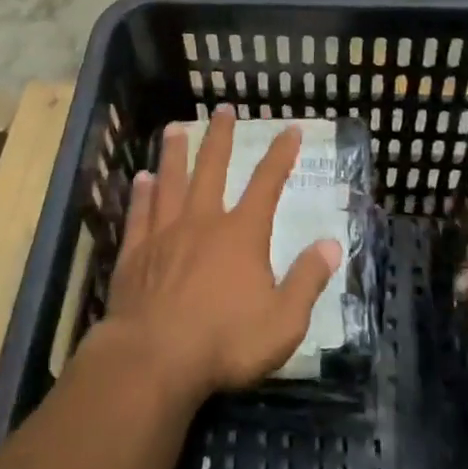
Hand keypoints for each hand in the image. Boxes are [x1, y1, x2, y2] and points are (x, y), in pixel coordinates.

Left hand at [100, 106, 342, 405]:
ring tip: (174, 128)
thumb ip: (307, 280)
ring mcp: (165, 233)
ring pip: (170, 182)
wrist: (155, 359)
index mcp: (241, 234)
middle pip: (212, 168)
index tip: (290, 128)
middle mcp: (202, 221)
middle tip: (223, 109)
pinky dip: (141, 194)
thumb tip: (332, 244)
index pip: (267, 183)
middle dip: (220, 137)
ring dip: (175, 153)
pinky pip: (140, 213)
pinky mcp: (135, 253)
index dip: (281, 154)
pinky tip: (140, 178)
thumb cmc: (225, 342)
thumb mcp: (283, 321)